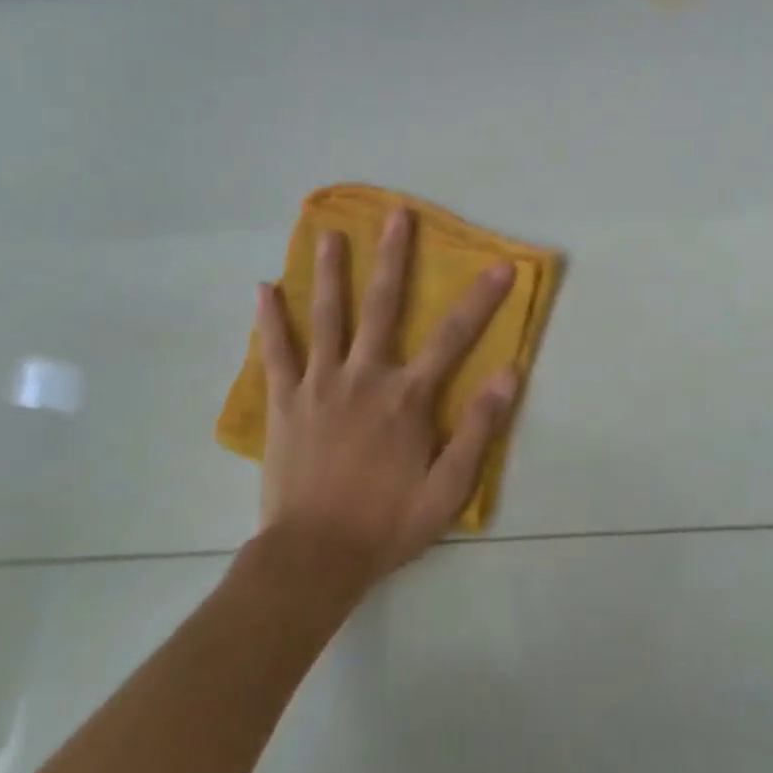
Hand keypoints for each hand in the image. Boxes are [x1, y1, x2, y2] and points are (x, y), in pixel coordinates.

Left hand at [254, 209, 517, 586]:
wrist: (313, 558)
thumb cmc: (386, 524)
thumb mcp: (448, 489)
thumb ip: (478, 428)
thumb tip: (509, 373)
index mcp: (407, 396)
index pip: (454, 336)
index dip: (482, 298)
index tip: (501, 265)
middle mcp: (365, 376)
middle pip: (382, 304)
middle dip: (393, 256)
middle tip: (396, 214)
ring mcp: (320, 384)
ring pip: (327, 316)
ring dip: (329, 271)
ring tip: (328, 233)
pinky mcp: (286, 400)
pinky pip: (277, 352)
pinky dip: (270, 320)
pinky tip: (263, 288)